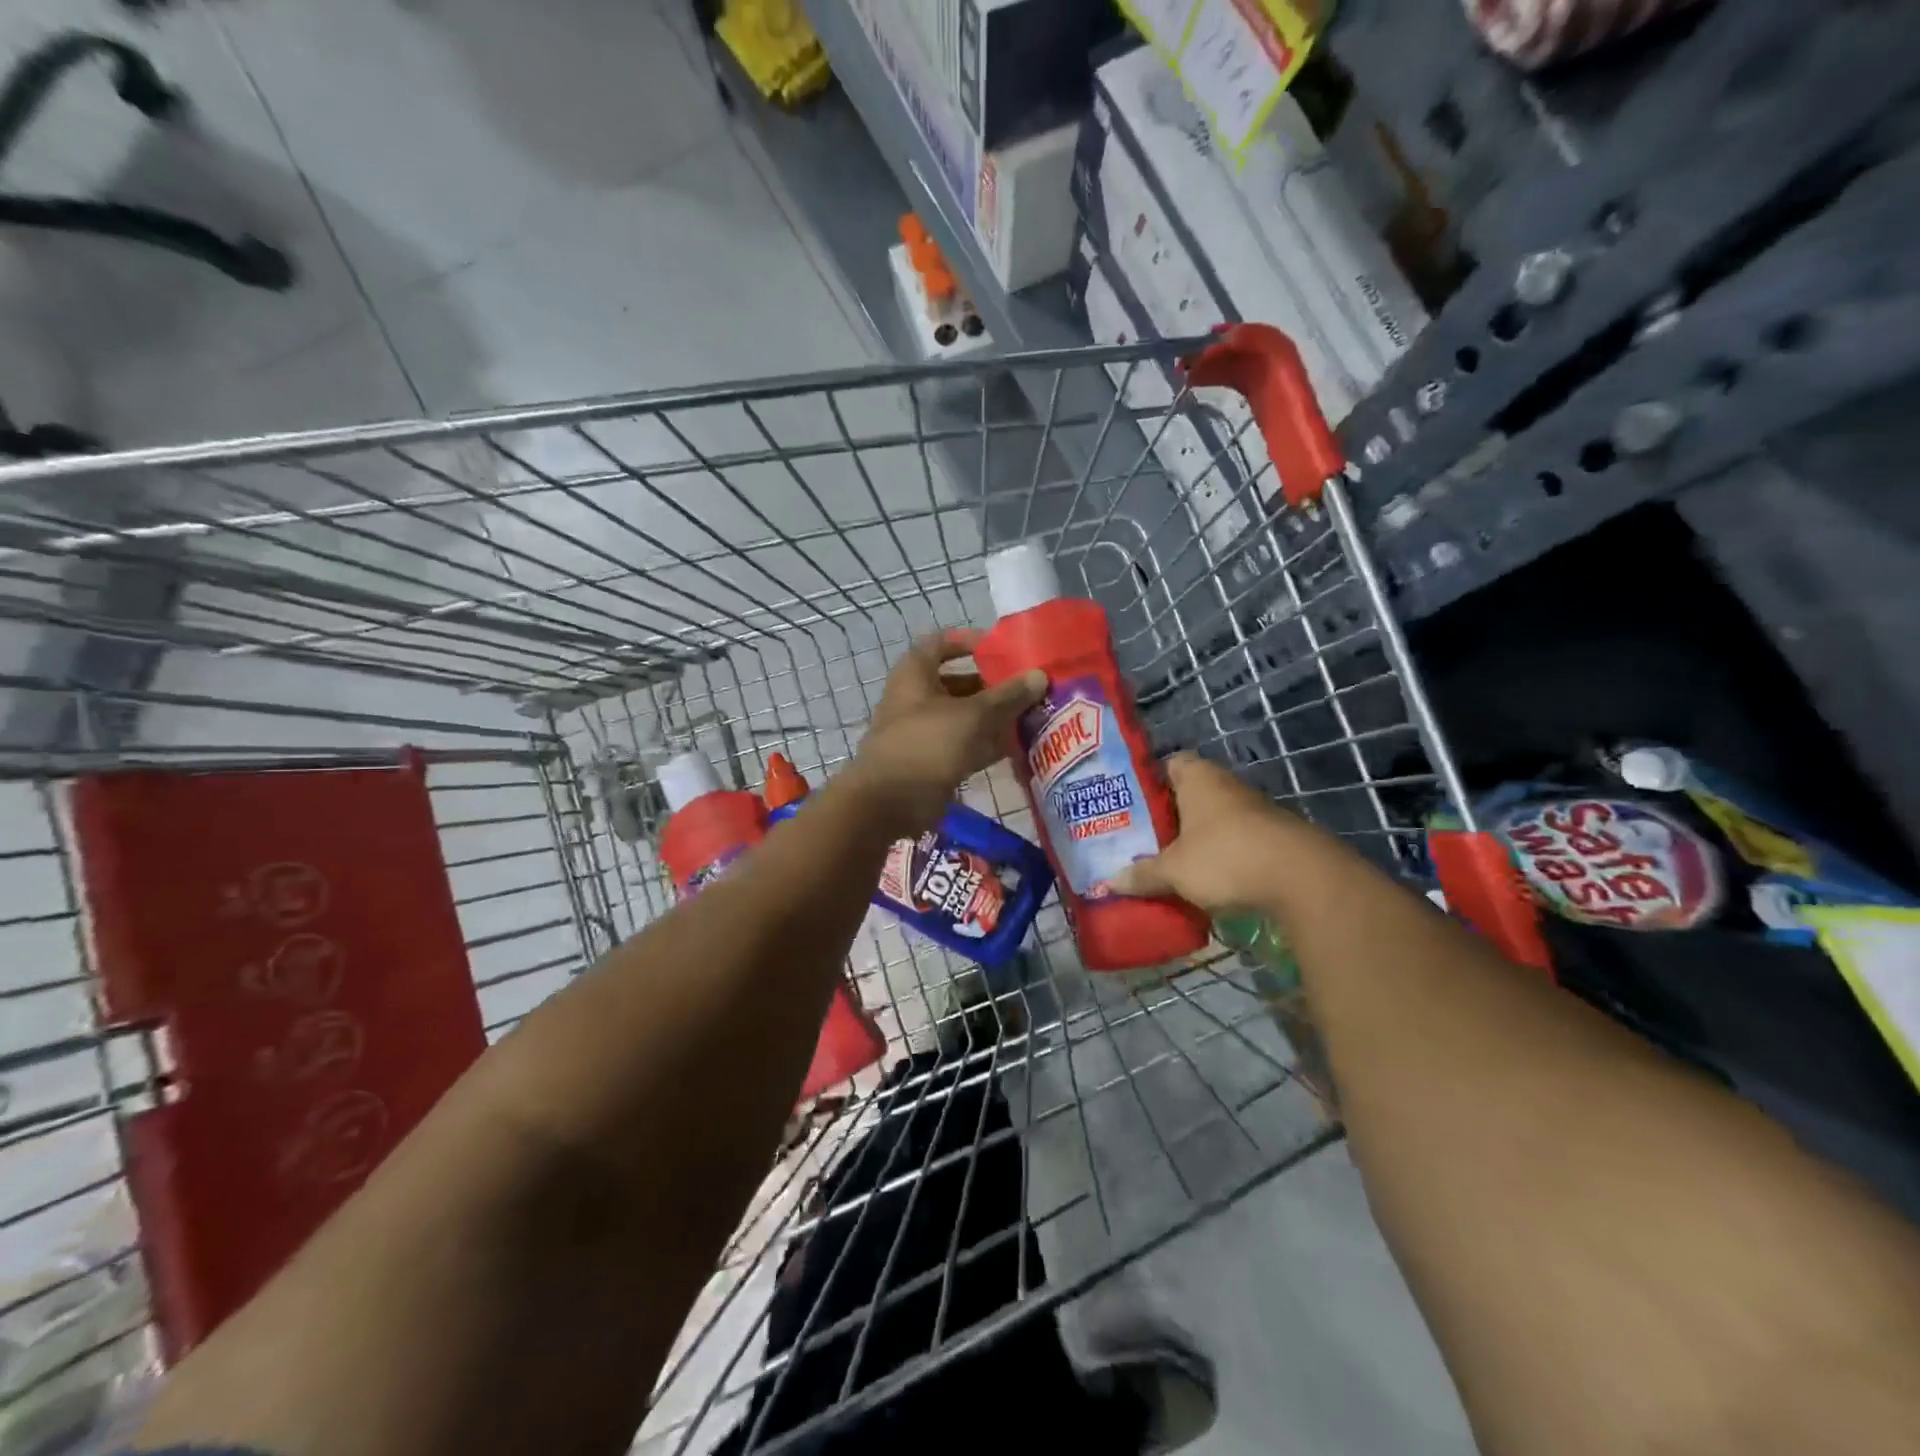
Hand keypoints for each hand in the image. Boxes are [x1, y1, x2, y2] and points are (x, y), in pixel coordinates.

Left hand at [845, 629, 1046, 834]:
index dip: (970, 642)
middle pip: (957, 683)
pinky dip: (985, 744)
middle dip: (992, 685)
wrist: (889, 802)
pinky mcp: (930, 761)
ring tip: (1030, 716)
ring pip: (963, 717)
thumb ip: (1008, 695)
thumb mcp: (973, 715)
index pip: (941, 643)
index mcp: (915, 674)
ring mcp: (922, 731)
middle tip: (1027, 688)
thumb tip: (1040, 676)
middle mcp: (915, 698)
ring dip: (993, 717)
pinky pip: (962, 745)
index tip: (1002, 650)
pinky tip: (1016, 747)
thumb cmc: (928, 744)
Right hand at [1107, 752, 1318, 913]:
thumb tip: (1108, 884)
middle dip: (1166, 816)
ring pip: (1211, 819)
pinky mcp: (1271, 836)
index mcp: (1198, 777)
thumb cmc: (1226, 857)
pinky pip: (1233, 840)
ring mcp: (1252, 810)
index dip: (1147, 781)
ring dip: (1193, 837)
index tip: (1128, 804)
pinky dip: (1218, 854)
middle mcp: (1226, 785)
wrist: (1304, 879)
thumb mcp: (1174, 870)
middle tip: (1138, 838)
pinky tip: (1202, 877)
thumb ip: (1142, 874)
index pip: (1168, 764)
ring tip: (1166, 860)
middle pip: (1188, 794)